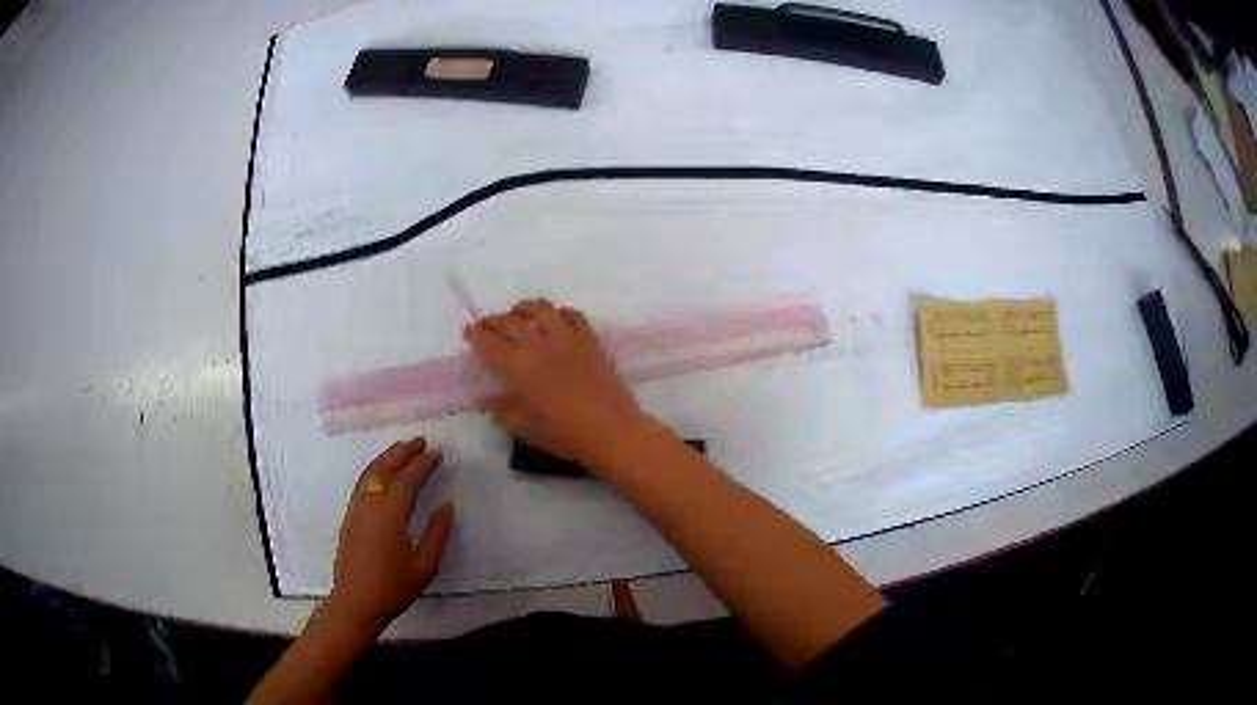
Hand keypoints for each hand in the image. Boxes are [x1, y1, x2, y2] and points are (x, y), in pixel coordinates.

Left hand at [326, 437, 453, 635]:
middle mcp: (370, 506)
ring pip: (370, 474)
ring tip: (402, 448)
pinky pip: (362, 484)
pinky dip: (374, 470)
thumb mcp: (424, 567)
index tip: (437, 452)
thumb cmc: (393, 588)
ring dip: (386, 458)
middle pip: (385, 470)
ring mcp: (356, 510)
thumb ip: (437, 534)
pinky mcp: (349, 517)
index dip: (423, 465)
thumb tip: (447, 506)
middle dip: (403, 453)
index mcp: (390, 516)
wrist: (355, 603)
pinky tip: (382, 472)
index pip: (408, 481)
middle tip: (421, 441)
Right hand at [464, 299, 651, 469]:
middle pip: (510, 321)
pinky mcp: (589, 339)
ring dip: (524, 308)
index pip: (489, 343)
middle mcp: (539, 345)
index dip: (475, 335)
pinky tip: (555, 320)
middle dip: (493, 321)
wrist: (611, 432)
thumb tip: (488, 399)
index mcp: (519, 368)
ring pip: (541, 309)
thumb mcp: (524, 428)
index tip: (469, 334)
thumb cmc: (564, 435)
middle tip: (487, 326)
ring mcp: (567, 338)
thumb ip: (502, 410)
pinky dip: (559, 313)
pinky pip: (572, 314)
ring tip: (518, 314)